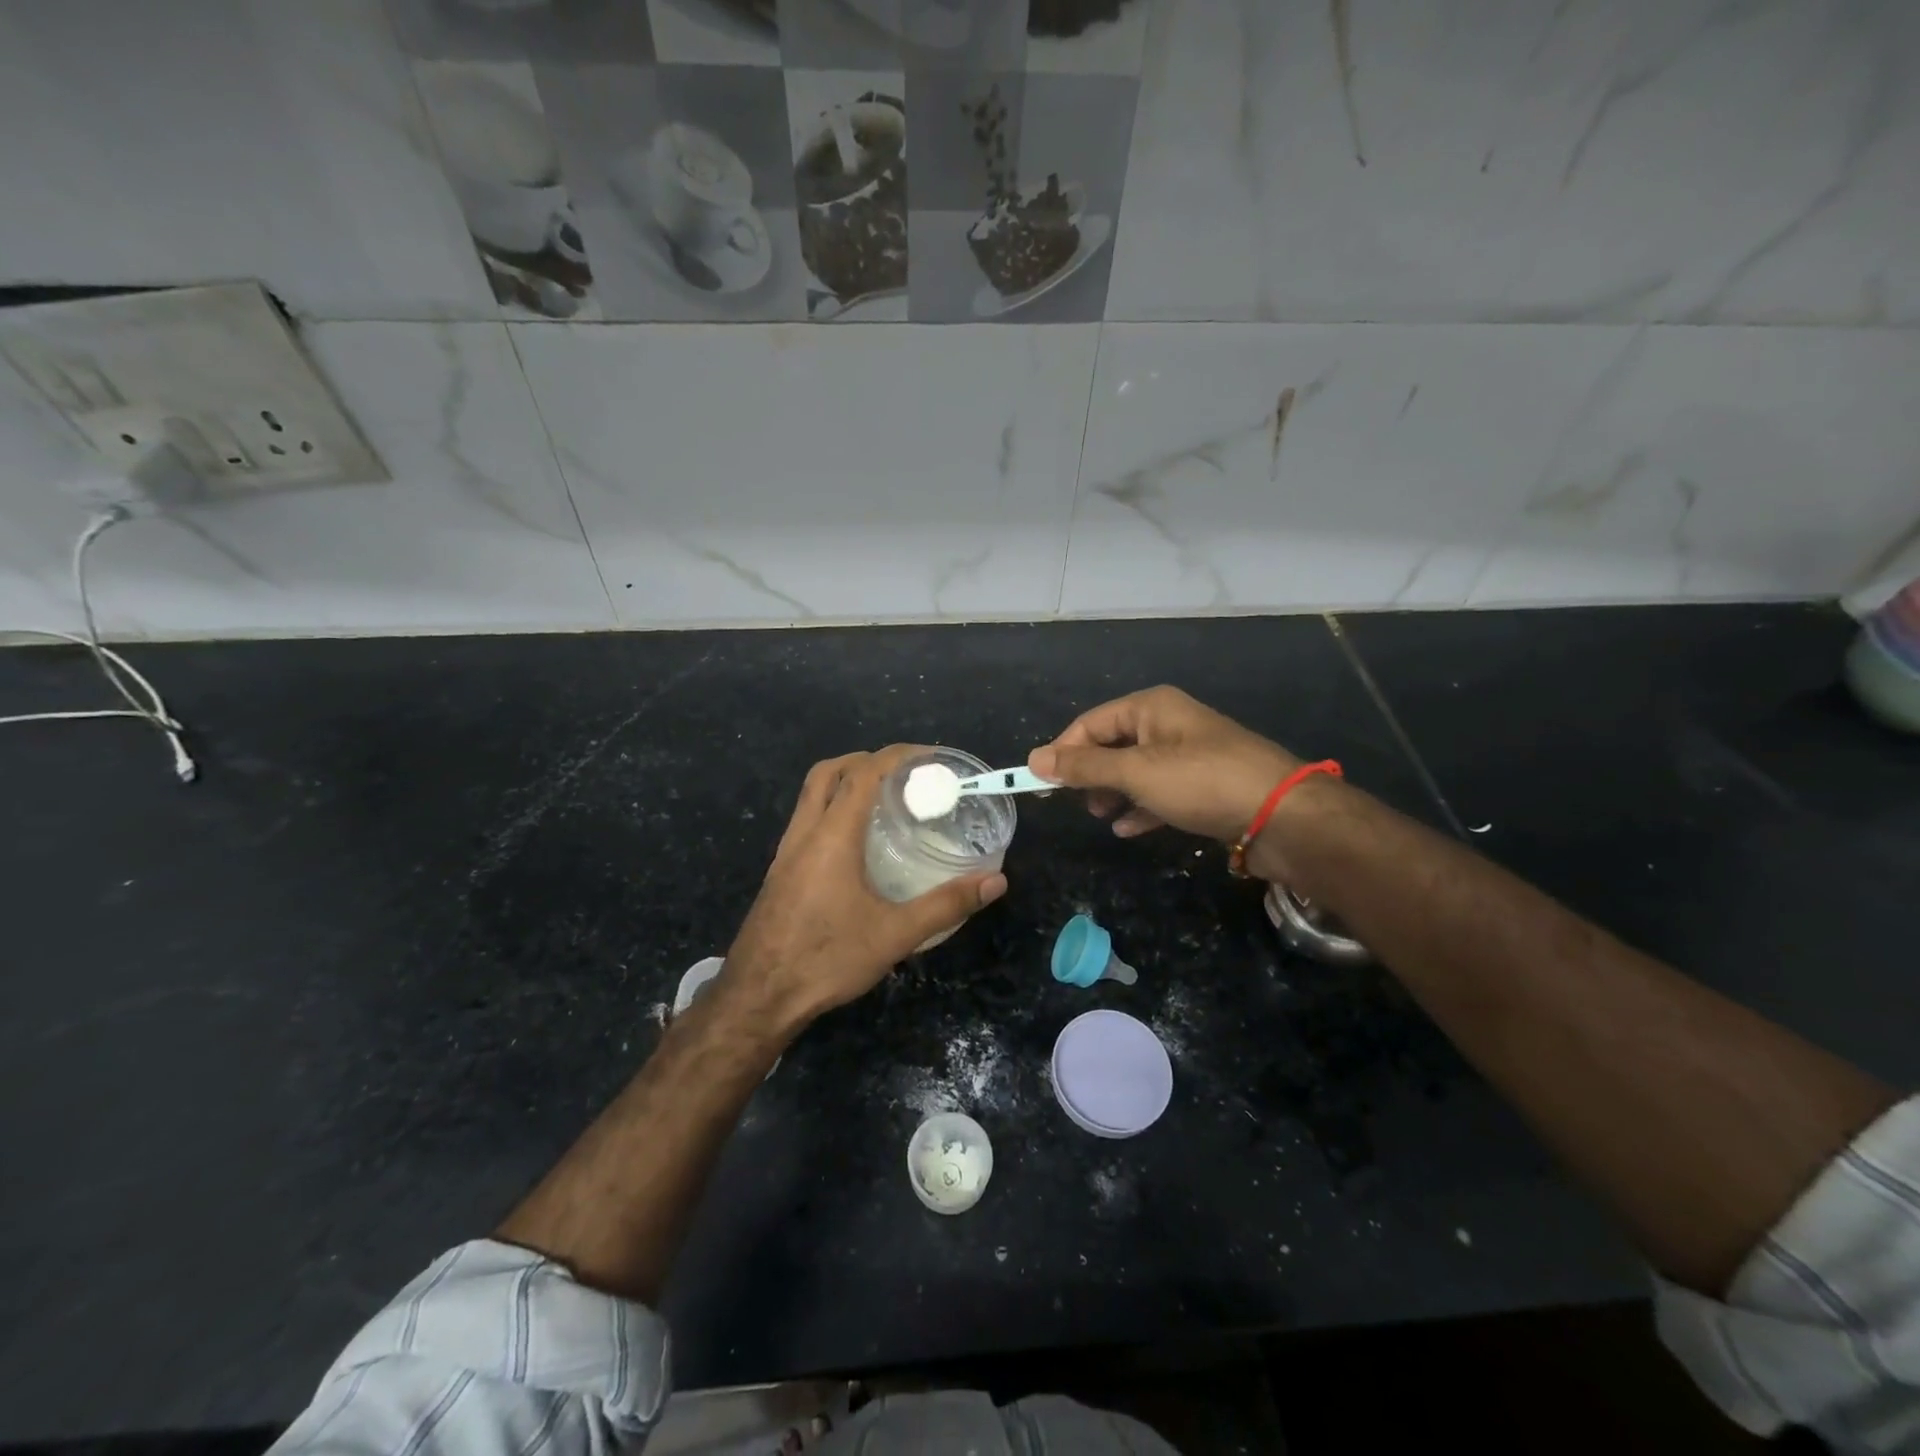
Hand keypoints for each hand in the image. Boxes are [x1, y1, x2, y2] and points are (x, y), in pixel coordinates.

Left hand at [717, 746, 1007, 1031]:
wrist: (758, 997)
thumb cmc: (826, 959)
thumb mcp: (895, 935)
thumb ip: (946, 905)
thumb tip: (995, 881)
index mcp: (832, 836)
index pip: (863, 772)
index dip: (898, 756)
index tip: (931, 757)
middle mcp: (804, 833)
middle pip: (828, 772)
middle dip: (866, 760)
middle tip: (904, 775)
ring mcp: (786, 852)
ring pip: (811, 796)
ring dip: (845, 784)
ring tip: (885, 803)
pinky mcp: (780, 872)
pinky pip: (807, 822)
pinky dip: (833, 812)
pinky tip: (857, 845)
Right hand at [1029, 686, 1303, 844]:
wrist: (1284, 816)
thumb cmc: (1203, 782)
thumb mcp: (1136, 772)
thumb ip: (1085, 767)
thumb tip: (1034, 759)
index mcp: (1152, 707)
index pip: (1091, 722)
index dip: (1063, 751)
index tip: (1041, 783)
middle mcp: (1169, 724)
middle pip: (1113, 745)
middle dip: (1091, 774)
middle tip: (1077, 803)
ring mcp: (1189, 756)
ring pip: (1135, 771)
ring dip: (1113, 793)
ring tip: (1102, 816)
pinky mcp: (1204, 786)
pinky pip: (1160, 792)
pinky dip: (1141, 808)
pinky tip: (1128, 829)